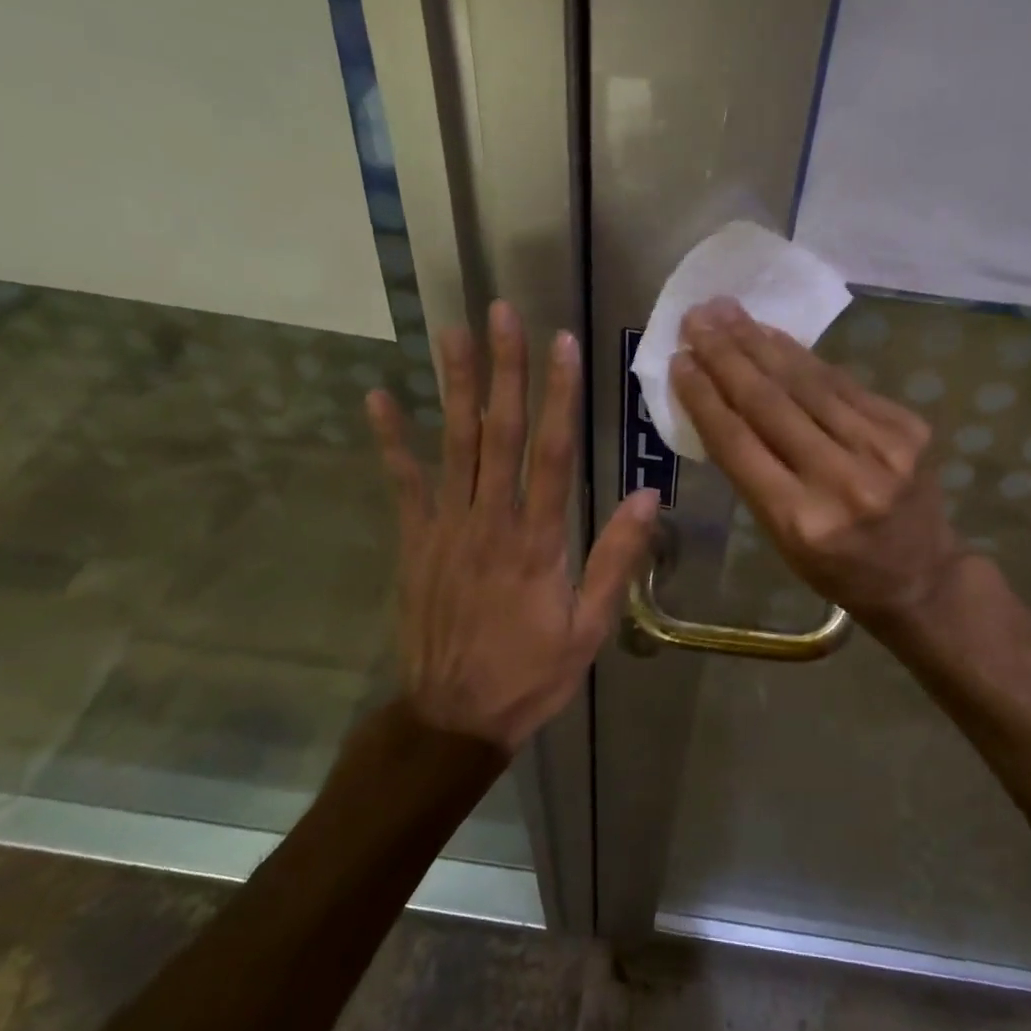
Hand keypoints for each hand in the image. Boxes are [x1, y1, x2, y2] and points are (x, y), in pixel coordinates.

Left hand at [367, 301, 660, 753]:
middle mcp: (490, 520)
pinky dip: (392, 440)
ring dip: (454, 386)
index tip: (561, 344)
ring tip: (452, 333)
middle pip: (498, 432)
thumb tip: (649, 497)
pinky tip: (380, 397)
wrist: (453, 718)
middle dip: (503, 369)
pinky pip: (403, 483)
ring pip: (453, 444)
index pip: (551, 452)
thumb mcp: (589, 628)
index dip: (558, 395)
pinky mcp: (415, 542)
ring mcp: (446, 528)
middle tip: (501, 313)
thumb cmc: (530, 674)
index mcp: (538, 540)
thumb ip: (615, 559)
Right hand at [670, 297, 963, 626]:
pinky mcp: (908, 427)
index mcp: (799, 520)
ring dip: (760, 342)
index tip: (678, 361)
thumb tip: (719, 400)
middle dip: (726, 356)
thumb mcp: (780, 537)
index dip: (703, 397)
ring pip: (807, 382)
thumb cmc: (835, 566)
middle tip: (696, 319)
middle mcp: (841, 479)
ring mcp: (882, 449)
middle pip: (770, 403)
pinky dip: (803, 356)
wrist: (922, 575)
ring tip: (727, 312)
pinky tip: (774, 335)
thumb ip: (751, 472)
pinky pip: (842, 382)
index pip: (738, 443)